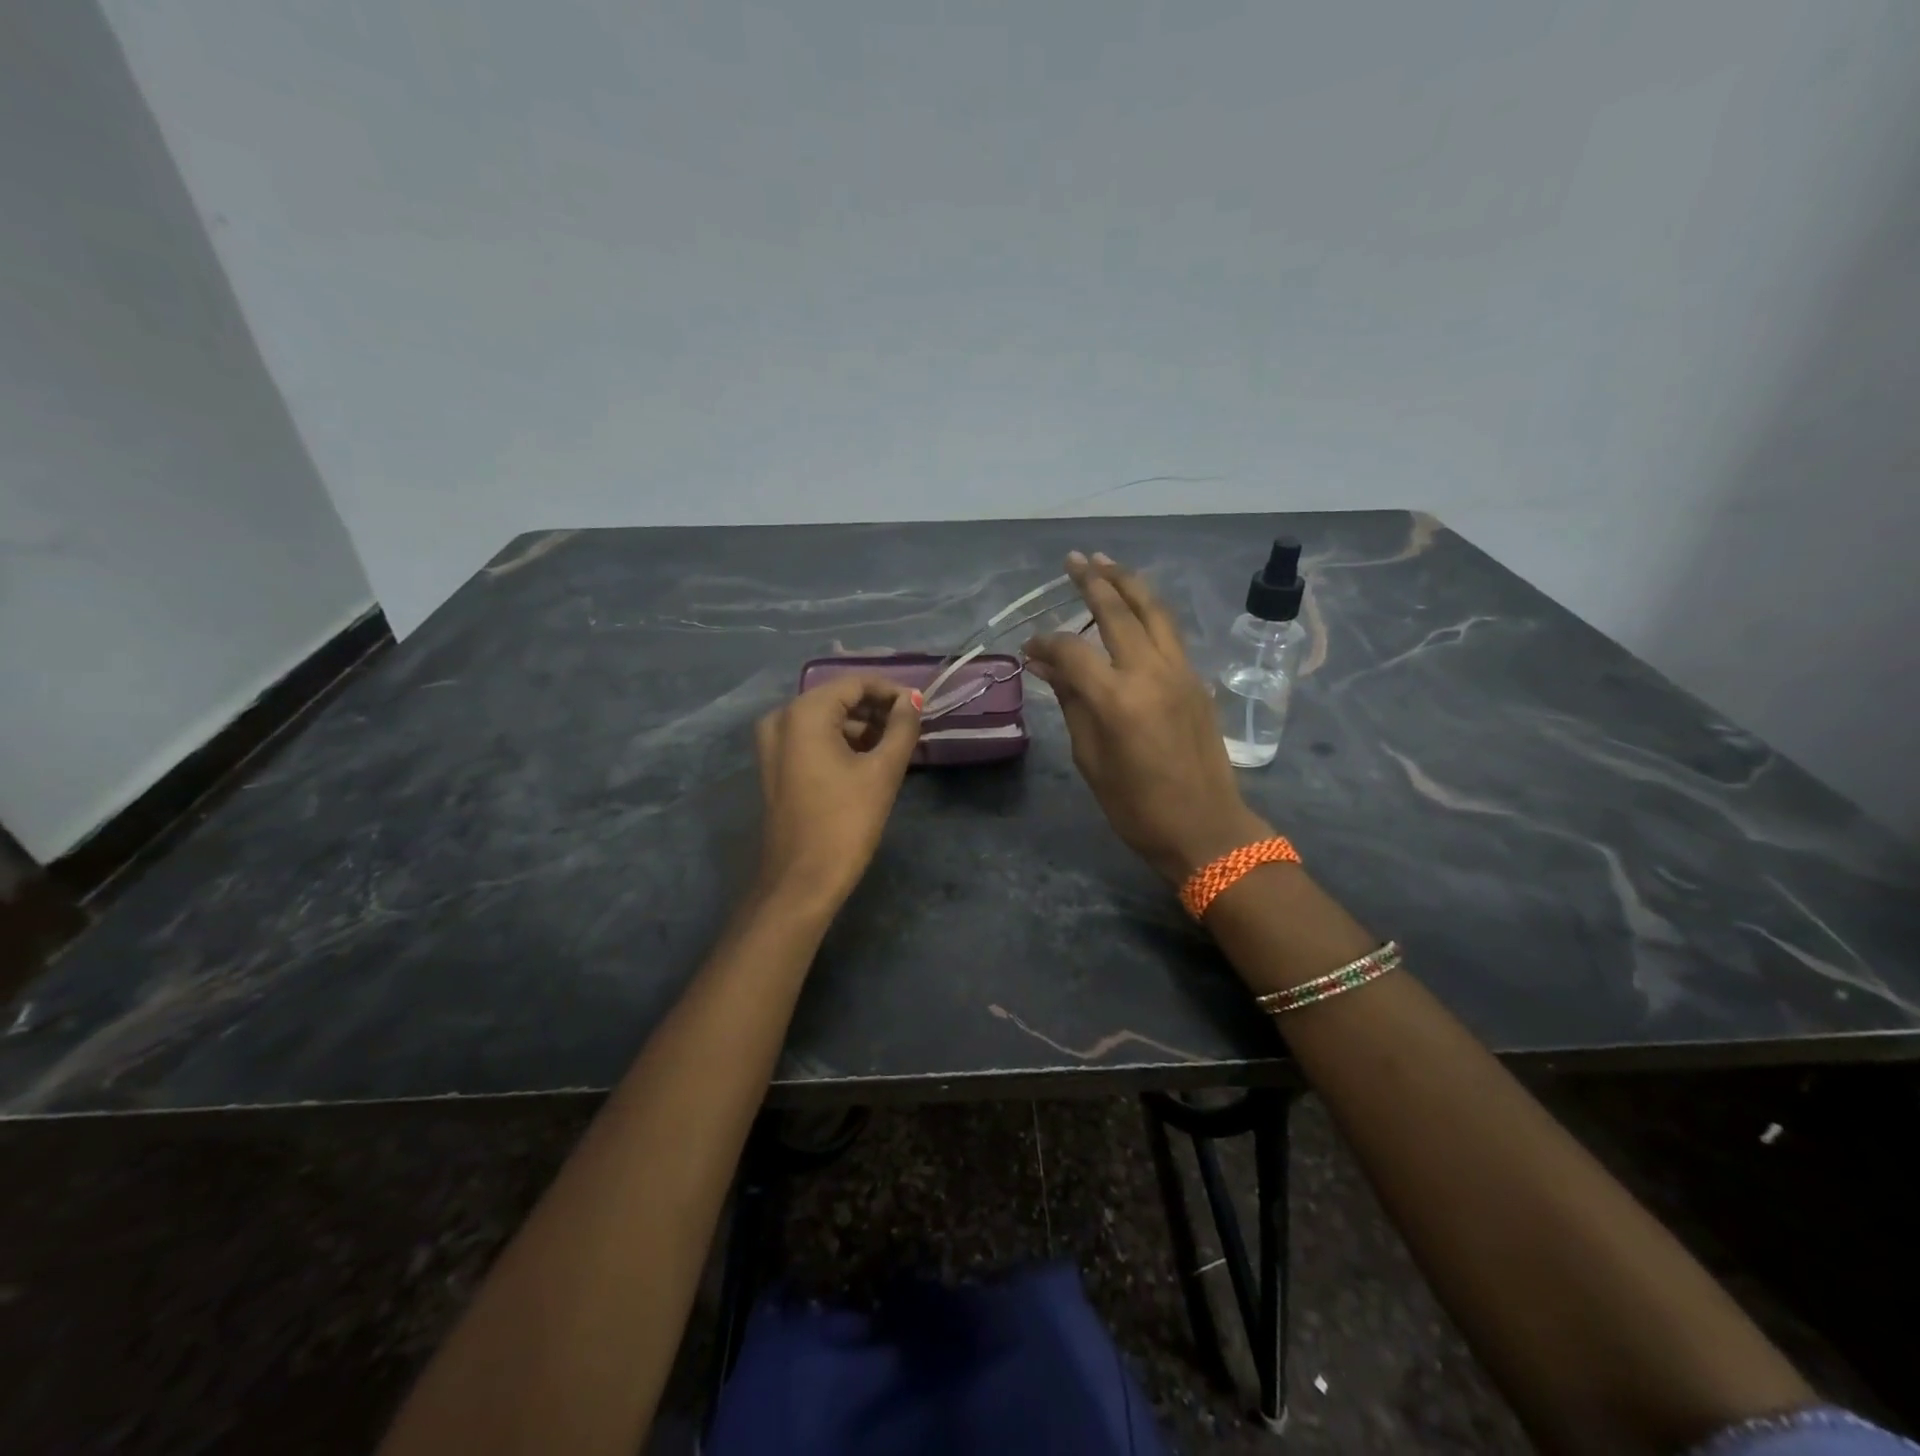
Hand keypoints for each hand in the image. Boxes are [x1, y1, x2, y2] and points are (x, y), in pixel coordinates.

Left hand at [753, 675, 921, 910]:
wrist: (802, 880)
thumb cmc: (846, 821)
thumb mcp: (882, 770)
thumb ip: (902, 728)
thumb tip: (912, 700)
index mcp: (804, 712)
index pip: (855, 683)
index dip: (891, 691)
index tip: (920, 708)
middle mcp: (781, 718)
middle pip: (838, 698)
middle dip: (876, 710)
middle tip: (911, 728)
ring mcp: (772, 743)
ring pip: (825, 720)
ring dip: (860, 728)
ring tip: (895, 746)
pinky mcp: (774, 766)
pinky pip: (811, 739)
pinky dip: (840, 743)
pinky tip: (868, 760)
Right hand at [1025, 552, 1270, 882]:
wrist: (1205, 827)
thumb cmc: (1136, 805)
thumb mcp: (1090, 759)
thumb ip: (1070, 702)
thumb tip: (1044, 665)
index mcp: (1116, 698)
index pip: (1071, 651)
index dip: (1045, 643)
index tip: (1028, 647)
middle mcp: (1150, 672)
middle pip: (1118, 611)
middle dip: (1092, 581)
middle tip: (1073, 560)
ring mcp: (1180, 671)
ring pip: (1153, 611)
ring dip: (1128, 582)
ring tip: (1105, 562)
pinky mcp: (1197, 679)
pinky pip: (1169, 631)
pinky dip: (1148, 610)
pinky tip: (1134, 605)